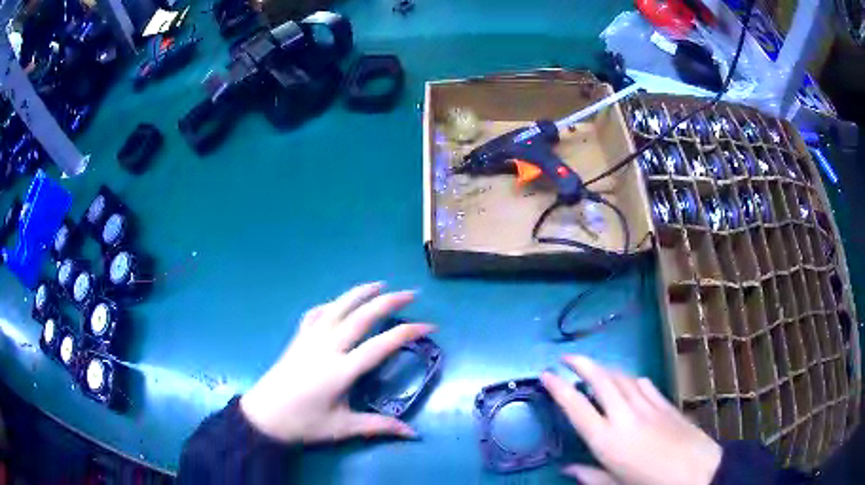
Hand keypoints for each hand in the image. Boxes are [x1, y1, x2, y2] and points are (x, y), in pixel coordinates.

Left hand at [240, 282, 434, 443]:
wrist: (262, 416)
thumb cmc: (303, 424)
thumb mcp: (343, 428)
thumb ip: (379, 427)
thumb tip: (414, 435)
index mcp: (341, 370)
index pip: (381, 344)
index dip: (408, 332)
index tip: (430, 325)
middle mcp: (327, 347)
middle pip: (361, 316)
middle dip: (388, 301)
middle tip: (410, 294)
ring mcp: (309, 339)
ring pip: (337, 307)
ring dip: (360, 293)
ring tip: (379, 284)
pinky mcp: (297, 339)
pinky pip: (315, 314)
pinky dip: (330, 304)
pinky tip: (337, 304)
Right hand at [542, 356, 721, 484]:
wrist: (696, 471)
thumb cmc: (650, 484)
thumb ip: (588, 476)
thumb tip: (566, 469)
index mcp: (606, 440)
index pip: (576, 407)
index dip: (558, 388)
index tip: (545, 374)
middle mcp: (623, 417)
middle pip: (600, 380)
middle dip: (582, 364)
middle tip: (567, 357)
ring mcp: (647, 406)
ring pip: (622, 378)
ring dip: (605, 369)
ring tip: (594, 368)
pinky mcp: (665, 403)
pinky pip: (643, 384)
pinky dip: (631, 379)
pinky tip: (628, 382)